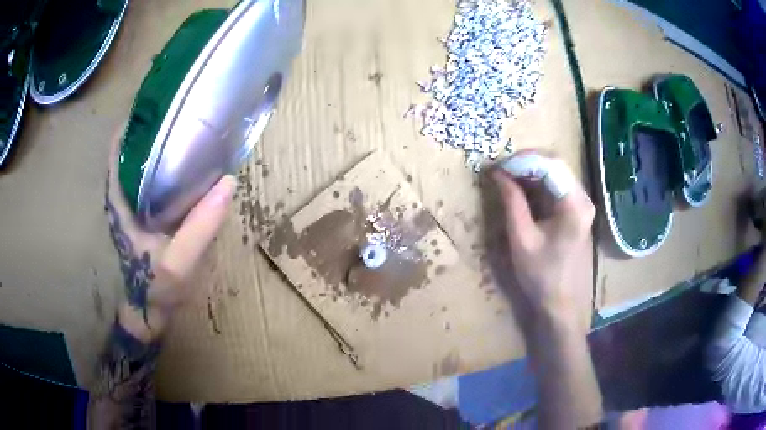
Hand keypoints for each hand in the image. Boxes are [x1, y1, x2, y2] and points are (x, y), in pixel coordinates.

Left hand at [104, 128, 235, 340]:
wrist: (151, 311)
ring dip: (158, 144)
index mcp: (121, 202)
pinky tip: (187, 162)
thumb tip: (228, 182)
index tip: (156, 102)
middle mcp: (123, 198)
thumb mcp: (179, 263)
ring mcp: (133, 207)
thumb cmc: (157, 288)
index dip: (132, 123)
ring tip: (186, 126)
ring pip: (141, 165)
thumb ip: (200, 227)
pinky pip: (153, 181)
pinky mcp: (145, 215)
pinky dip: (165, 166)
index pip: (118, 151)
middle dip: (151, 127)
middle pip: (131, 151)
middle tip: (180, 109)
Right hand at [493, 154, 594, 324]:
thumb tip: (497, 173)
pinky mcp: (577, 211)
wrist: (561, 303)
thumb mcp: (522, 239)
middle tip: (500, 170)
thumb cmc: (541, 275)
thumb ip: (512, 202)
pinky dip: (537, 183)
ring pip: (555, 173)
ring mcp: (582, 204)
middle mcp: (583, 199)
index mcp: (574, 205)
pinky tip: (521, 189)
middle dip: (525, 163)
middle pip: (555, 164)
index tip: (497, 167)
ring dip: (530, 171)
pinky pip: (557, 186)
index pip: (550, 164)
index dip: (521, 160)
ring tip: (506, 177)